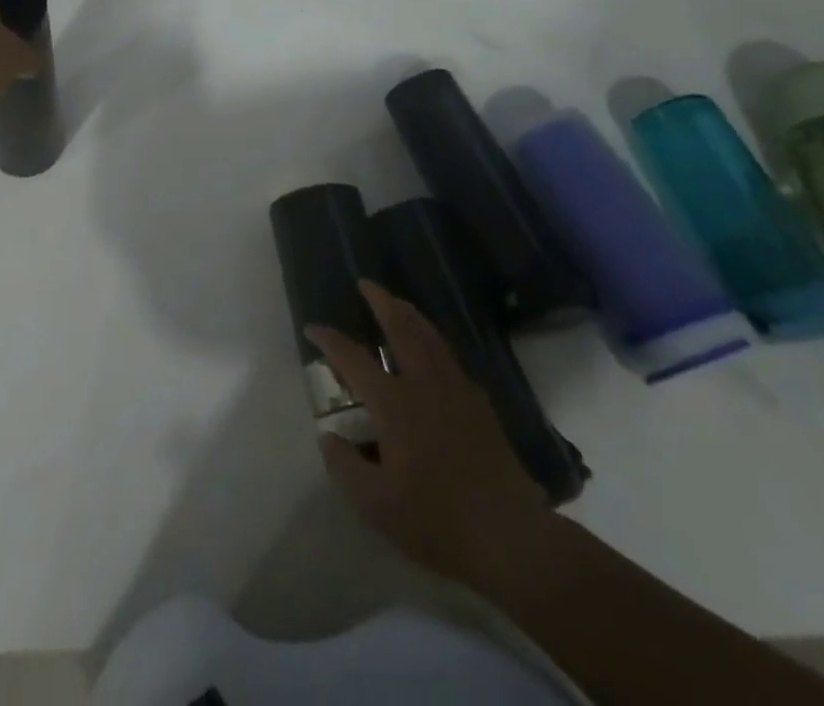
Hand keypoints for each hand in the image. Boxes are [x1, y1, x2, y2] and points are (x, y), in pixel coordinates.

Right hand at [307, 281, 550, 586]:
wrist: (511, 539)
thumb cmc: (437, 520)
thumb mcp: (376, 505)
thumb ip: (344, 467)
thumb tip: (328, 437)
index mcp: (394, 403)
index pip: (353, 358)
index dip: (329, 340)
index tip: (312, 328)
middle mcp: (424, 385)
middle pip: (401, 328)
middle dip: (381, 301)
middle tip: (366, 283)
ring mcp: (457, 392)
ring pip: (431, 337)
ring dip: (410, 314)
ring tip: (397, 303)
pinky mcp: (480, 407)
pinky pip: (452, 359)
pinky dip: (436, 342)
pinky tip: (434, 351)